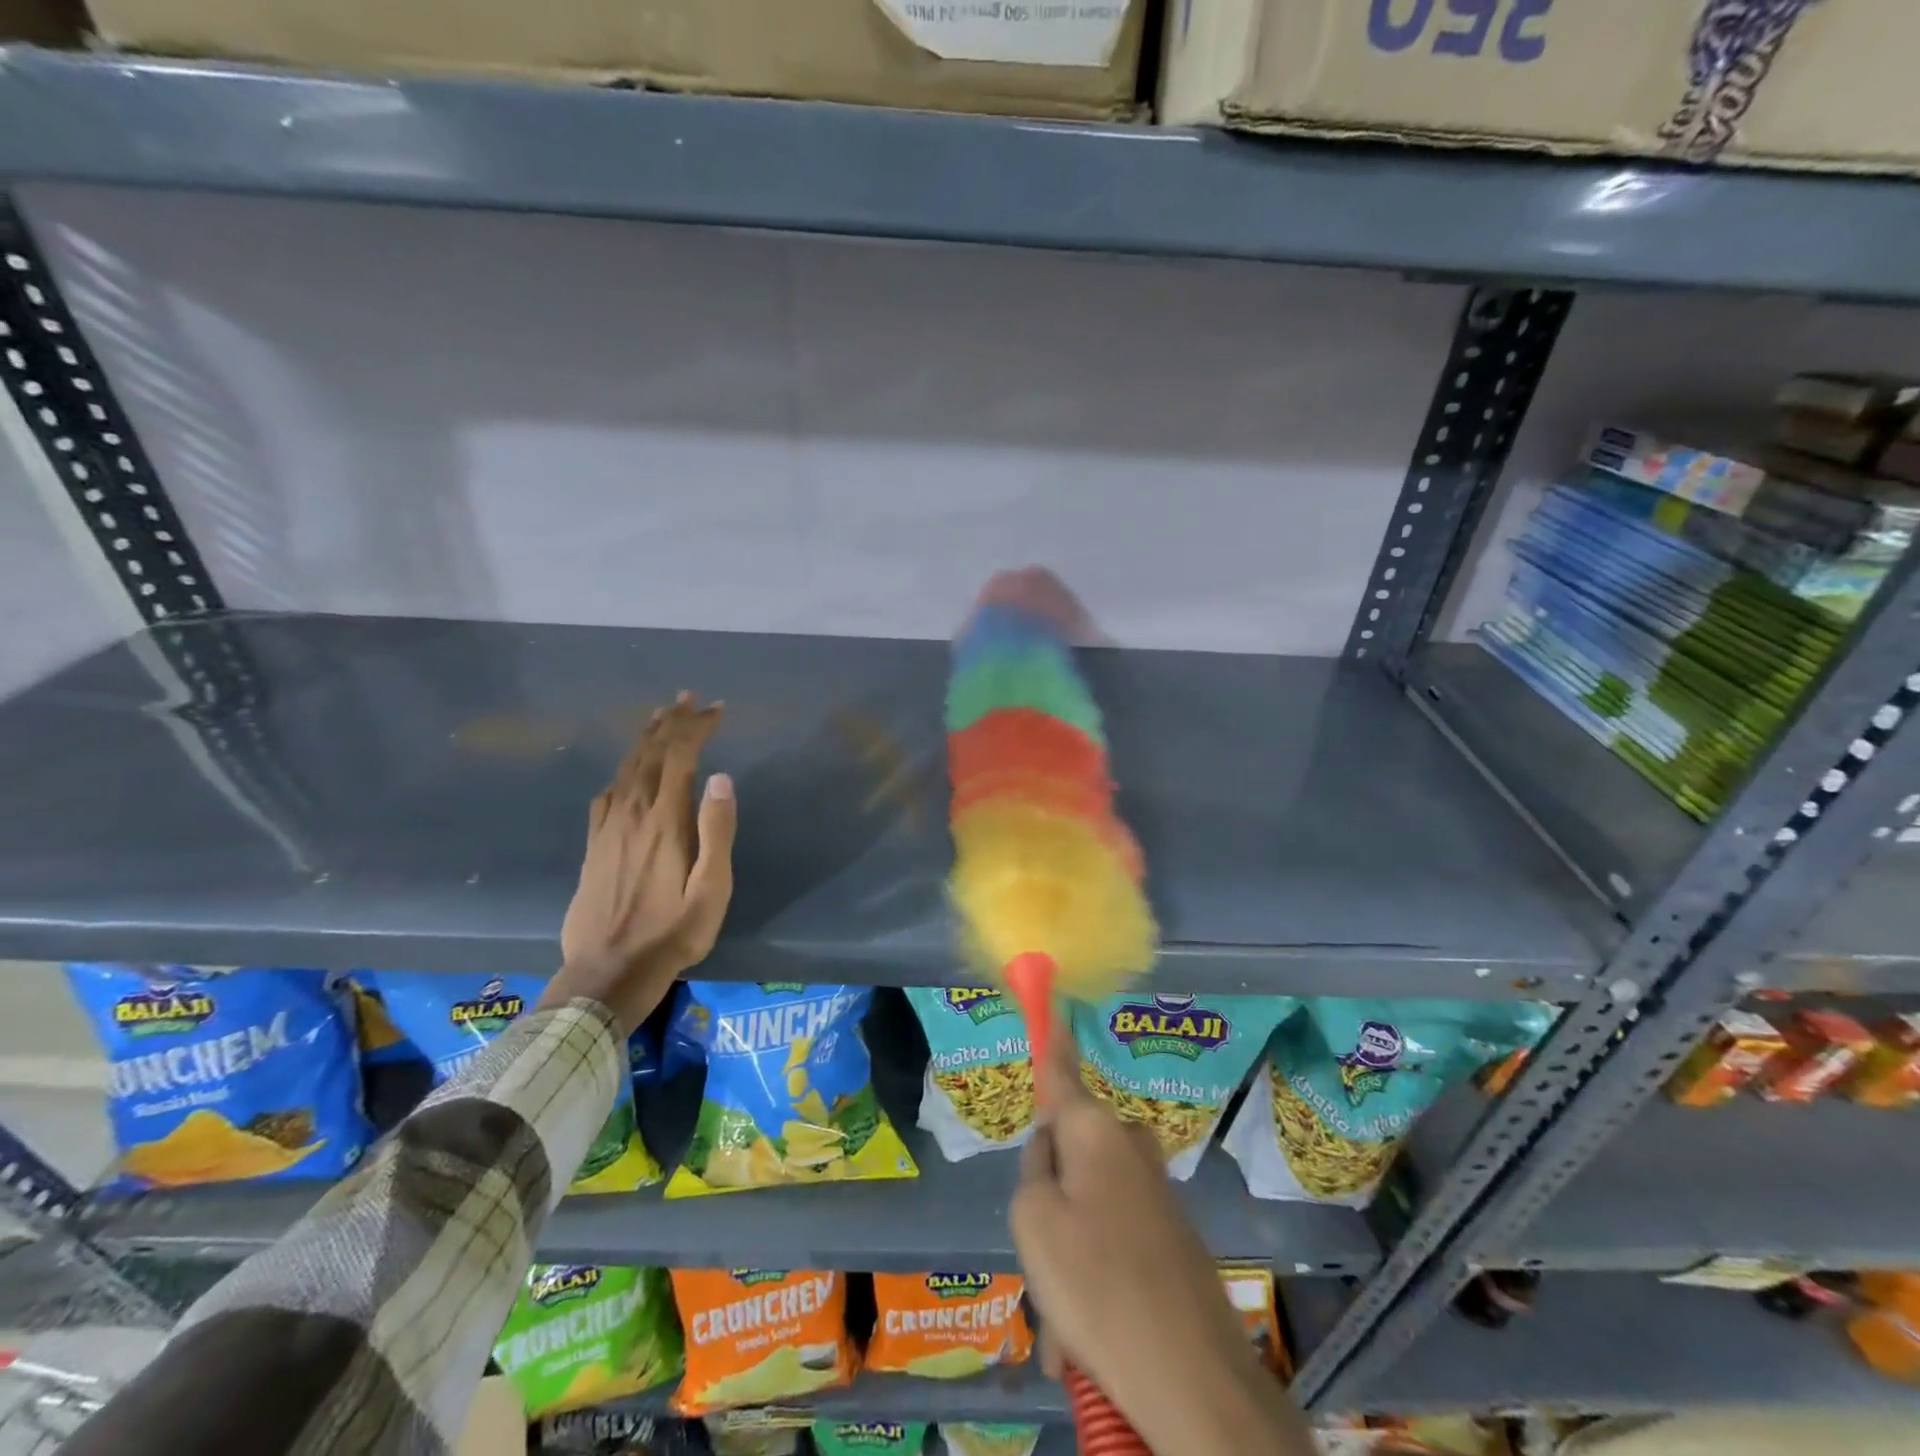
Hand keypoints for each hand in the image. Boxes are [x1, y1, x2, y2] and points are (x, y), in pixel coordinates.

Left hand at [541, 692, 736, 1034]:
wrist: (607, 972)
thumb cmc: (671, 934)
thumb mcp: (711, 889)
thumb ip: (717, 831)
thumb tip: (721, 778)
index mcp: (665, 821)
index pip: (680, 757)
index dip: (697, 728)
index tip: (717, 709)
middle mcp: (632, 814)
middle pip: (649, 754)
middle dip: (671, 722)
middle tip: (688, 698)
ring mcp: (608, 829)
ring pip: (625, 769)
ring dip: (644, 739)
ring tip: (659, 718)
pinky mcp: (594, 846)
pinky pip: (607, 793)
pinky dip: (622, 771)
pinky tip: (626, 774)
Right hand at [1011, 1035, 1309, 1455]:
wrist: (1196, 1381)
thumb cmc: (1099, 1285)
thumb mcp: (1034, 1221)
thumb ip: (1032, 1171)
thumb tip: (1051, 1150)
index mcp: (1095, 1130)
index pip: (1062, 1071)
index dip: (1052, 1040)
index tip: (1054, 1007)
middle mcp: (1129, 1147)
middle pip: (1068, 1153)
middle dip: (1048, 1203)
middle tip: (1042, 1262)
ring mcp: (1155, 1191)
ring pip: (1086, 1208)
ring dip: (1068, 1259)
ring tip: (1064, 1331)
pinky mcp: (1171, 1234)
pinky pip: (1112, 1242)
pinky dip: (1095, 1281)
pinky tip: (1086, 1346)